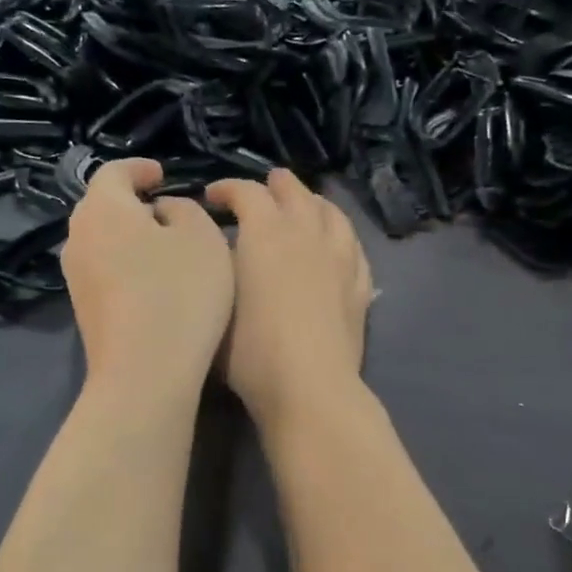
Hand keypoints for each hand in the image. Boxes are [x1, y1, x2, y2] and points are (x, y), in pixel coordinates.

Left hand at [62, 159, 234, 404]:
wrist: (144, 372)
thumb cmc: (179, 292)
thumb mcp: (202, 236)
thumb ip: (183, 209)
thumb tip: (161, 212)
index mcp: (103, 208)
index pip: (114, 171)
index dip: (140, 168)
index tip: (163, 174)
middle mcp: (78, 236)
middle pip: (101, 206)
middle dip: (131, 202)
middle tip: (164, 208)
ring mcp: (75, 277)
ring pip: (101, 240)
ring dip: (128, 236)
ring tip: (162, 246)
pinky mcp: (83, 310)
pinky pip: (104, 270)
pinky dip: (125, 264)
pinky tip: (152, 282)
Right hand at [206, 170, 372, 427]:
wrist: (308, 386)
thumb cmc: (250, 350)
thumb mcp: (217, 303)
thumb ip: (217, 268)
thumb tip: (220, 251)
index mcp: (266, 233)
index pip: (246, 192)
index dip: (227, 188)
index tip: (212, 197)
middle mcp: (307, 235)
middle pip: (295, 193)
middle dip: (276, 185)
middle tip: (265, 187)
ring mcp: (340, 259)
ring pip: (332, 214)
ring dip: (314, 203)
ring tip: (306, 206)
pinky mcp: (360, 287)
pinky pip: (354, 249)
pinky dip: (342, 238)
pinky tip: (338, 246)